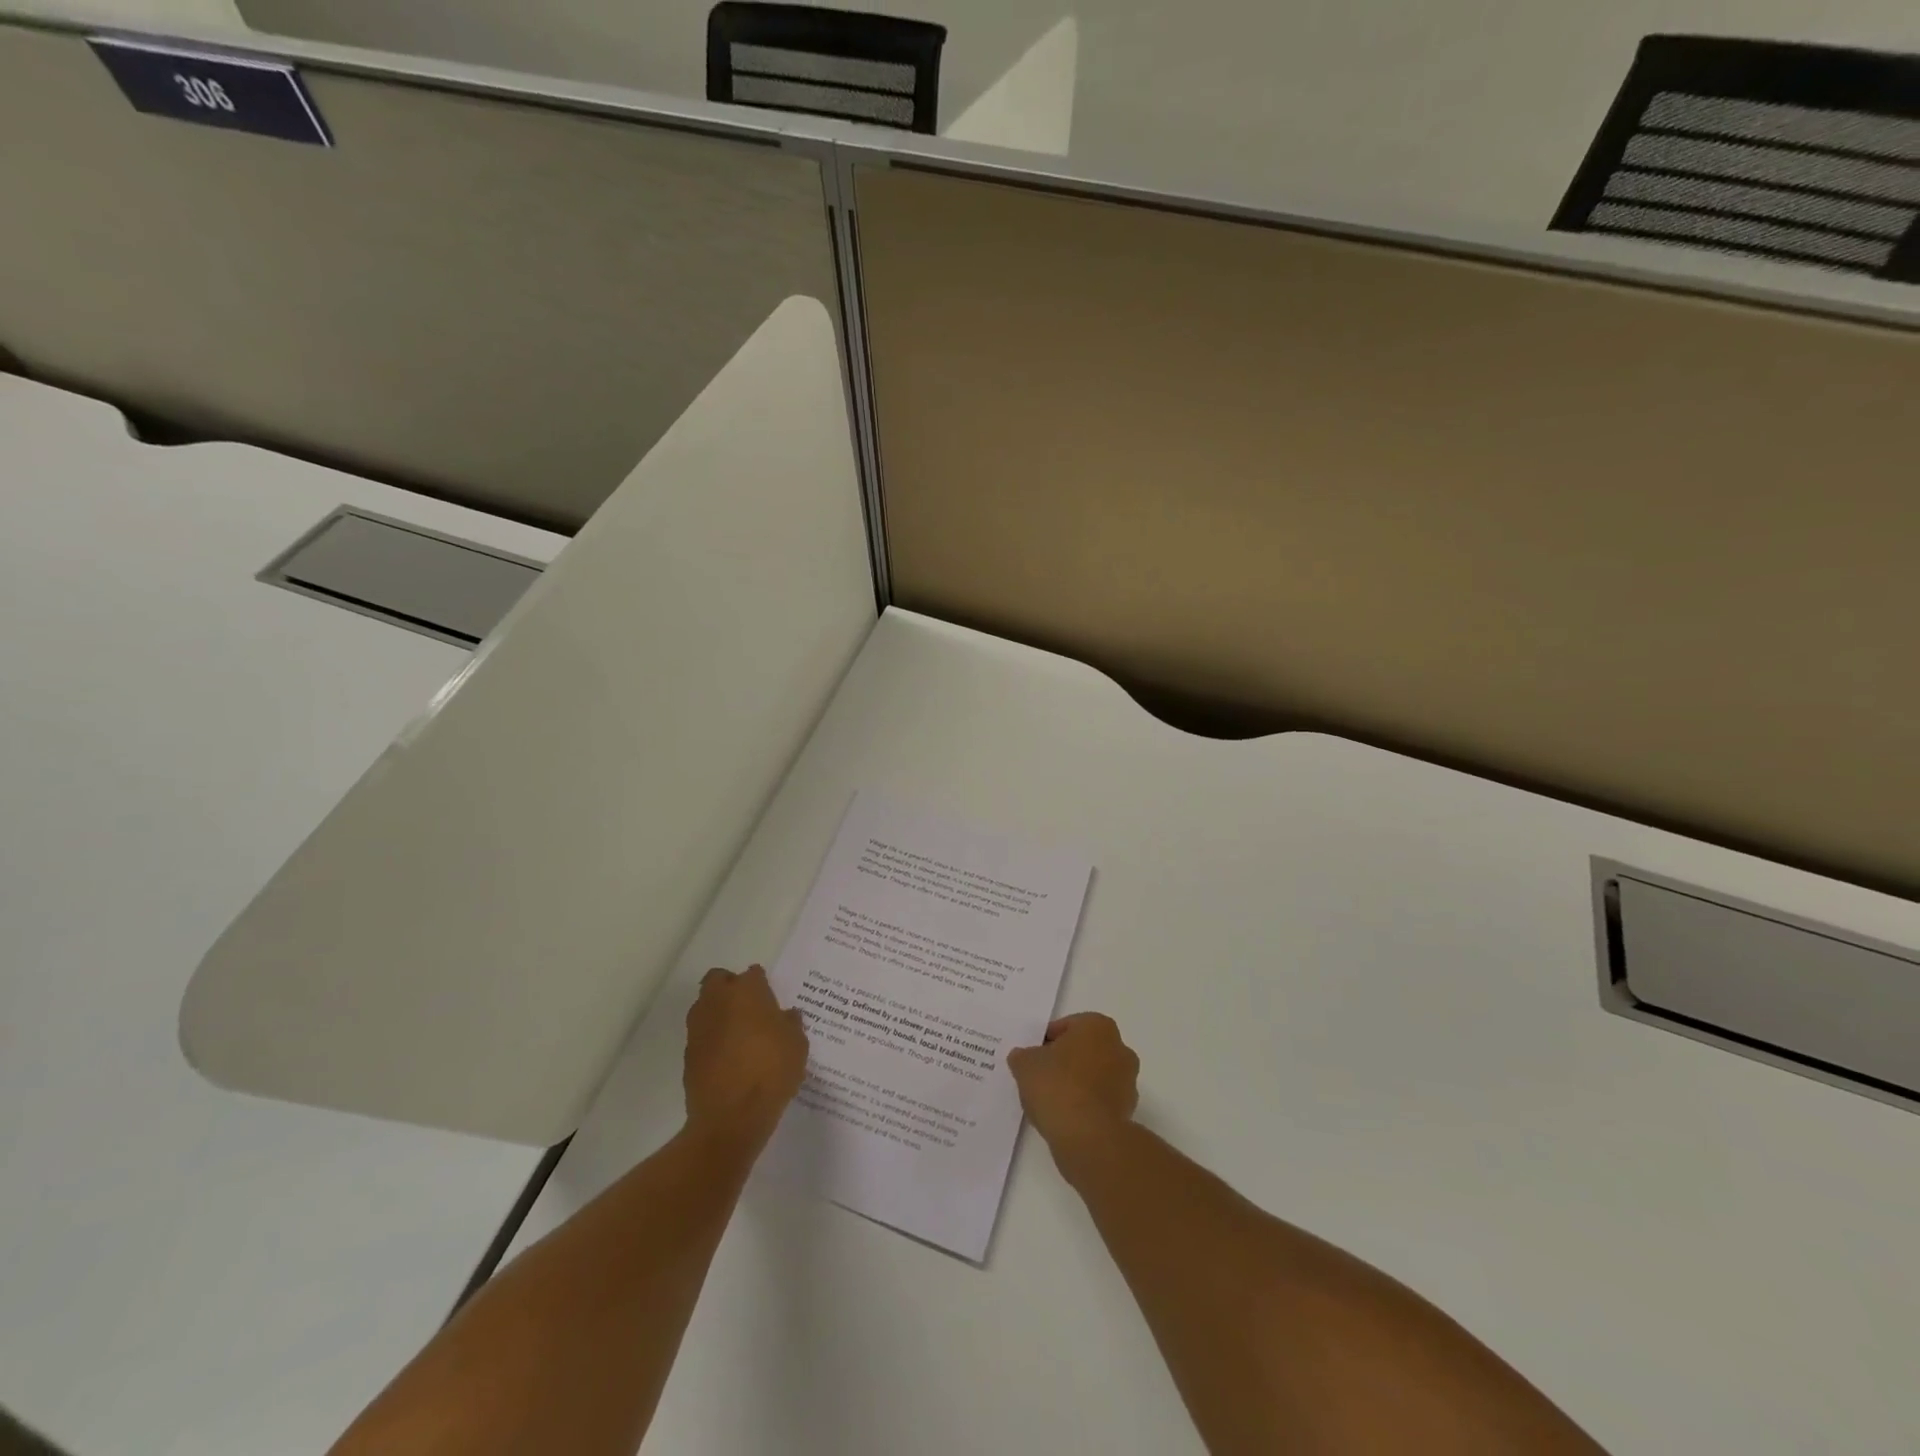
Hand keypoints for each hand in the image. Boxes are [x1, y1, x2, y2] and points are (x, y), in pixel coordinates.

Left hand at [684, 965, 808, 1144]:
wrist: (730, 1118)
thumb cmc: (771, 1072)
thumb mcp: (797, 1045)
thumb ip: (791, 1024)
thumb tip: (786, 1016)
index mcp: (747, 991)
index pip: (753, 974)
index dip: (763, 985)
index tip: (772, 1000)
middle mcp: (718, 1001)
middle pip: (718, 980)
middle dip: (731, 987)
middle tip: (750, 1008)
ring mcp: (699, 1027)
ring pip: (706, 1006)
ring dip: (719, 1012)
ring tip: (739, 1034)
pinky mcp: (688, 1053)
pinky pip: (702, 1034)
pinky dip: (712, 1039)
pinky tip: (728, 1057)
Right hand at [1007, 1012, 1139, 1157]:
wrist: (1088, 1137)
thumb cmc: (1058, 1086)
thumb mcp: (1025, 1065)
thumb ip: (1023, 1056)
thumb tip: (1023, 1057)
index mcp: (1098, 1026)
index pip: (1066, 1027)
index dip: (1046, 1042)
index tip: (1033, 1058)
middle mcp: (1119, 1048)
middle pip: (1084, 1050)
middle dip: (1065, 1061)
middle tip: (1041, 1077)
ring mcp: (1128, 1081)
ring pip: (1094, 1076)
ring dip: (1077, 1084)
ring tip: (1051, 1101)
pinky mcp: (1128, 1110)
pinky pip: (1100, 1100)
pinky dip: (1086, 1105)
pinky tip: (1066, 1117)